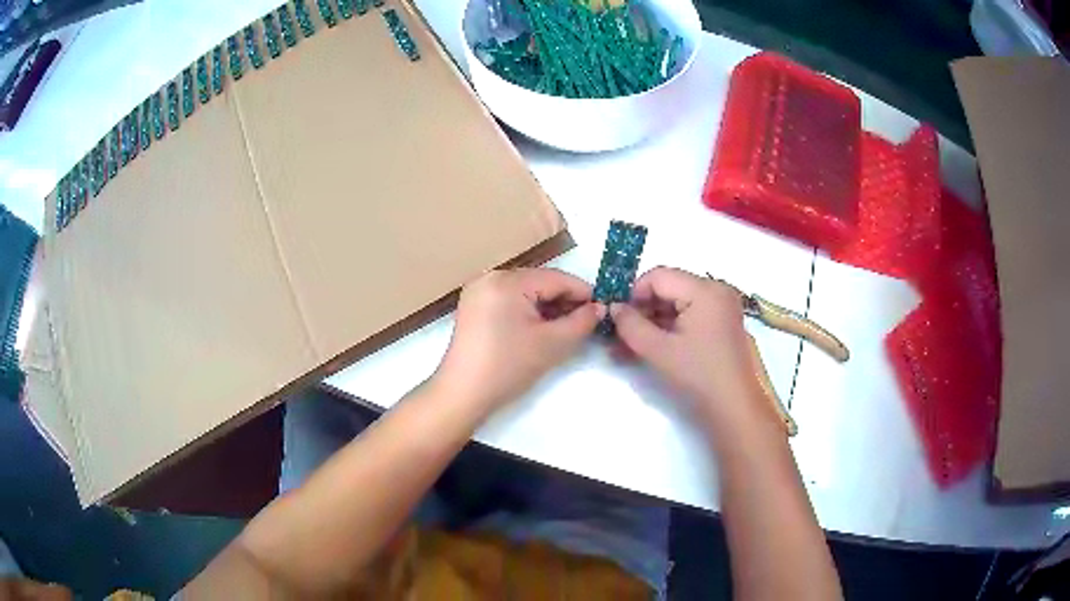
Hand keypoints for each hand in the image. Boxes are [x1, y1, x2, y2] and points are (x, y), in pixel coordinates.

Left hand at [433, 268, 604, 413]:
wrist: (463, 394)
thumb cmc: (508, 367)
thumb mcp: (552, 344)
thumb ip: (581, 322)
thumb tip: (599, 308)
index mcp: (507, 280)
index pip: (556, 278)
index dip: (584, 293)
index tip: (605, 309)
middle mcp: (490, 277)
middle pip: (539, 282)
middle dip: (565, 301)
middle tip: (588, 322)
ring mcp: (478, 291)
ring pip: (525, 292)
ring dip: (548, 307)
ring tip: (568, 328)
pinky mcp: (474, 307)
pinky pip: (509, 301)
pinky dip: (528, 312)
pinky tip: (542, 329)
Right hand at [609, 267, 777, 432]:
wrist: (734, 406)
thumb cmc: (698, 375)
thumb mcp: (658, 350)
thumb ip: (630, 325)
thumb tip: (614, 307)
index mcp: (704, 290)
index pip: (658, 276)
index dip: (633, 295)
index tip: (618, 320)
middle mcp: (716, 290)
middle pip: (668, 288)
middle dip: (641, 311)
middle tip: (619, 336)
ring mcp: (721, 307)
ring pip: (676, 304)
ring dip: (651, 323)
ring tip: (628, 348)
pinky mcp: (721, 324)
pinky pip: (688, 316)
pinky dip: (668, 329)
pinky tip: (648, 348)